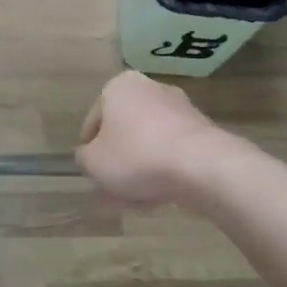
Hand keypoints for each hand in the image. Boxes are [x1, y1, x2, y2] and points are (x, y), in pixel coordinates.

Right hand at [77, 71, 225, 206]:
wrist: (202, 165)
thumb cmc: (137, 156)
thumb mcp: (94, 163)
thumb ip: (84, 158)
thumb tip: (90, 156)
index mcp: (119, 87)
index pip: (94, 120)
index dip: (90, 149)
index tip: (94, 172)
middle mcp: (150, 88)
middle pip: (125, 130)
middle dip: (119, 159)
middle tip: (114, 188)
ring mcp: (180, 107)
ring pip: (149, 142)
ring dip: (141, 167)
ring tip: (137, 200)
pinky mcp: (202, 129)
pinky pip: (173, 150)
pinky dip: (165, 169)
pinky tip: (161, 196)